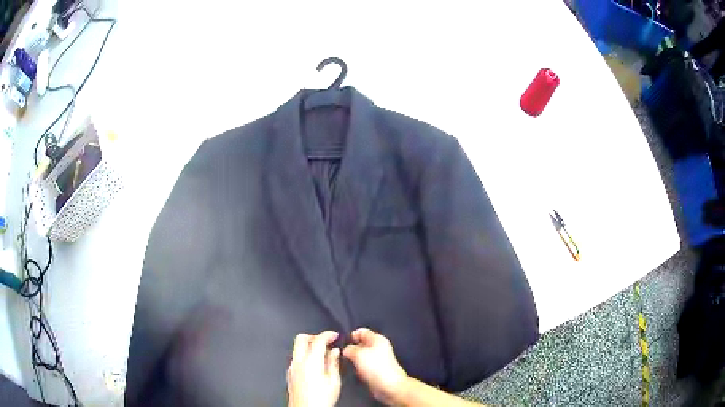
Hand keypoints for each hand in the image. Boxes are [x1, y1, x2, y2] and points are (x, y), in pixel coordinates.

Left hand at [287, 331, 340, 406]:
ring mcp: (291, 367)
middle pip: (301, 338)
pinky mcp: (289, 374)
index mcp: (311, 361)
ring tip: (323, 354)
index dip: (328, 334)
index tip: (335, 335)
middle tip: (326, 341)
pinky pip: (296, 358)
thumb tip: (334, 352)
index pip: (318, 340)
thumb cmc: (321, 399)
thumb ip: (333, 363)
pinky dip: (305, 355)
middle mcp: (298, 361)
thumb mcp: (334, 381)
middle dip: (314, 336)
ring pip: (297, 348)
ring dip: (309, 346)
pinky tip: (315, 364)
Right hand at [343, 328, 407, 404]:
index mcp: (377, 339)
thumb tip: (346, 349)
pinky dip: (357, 368)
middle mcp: (378, 348)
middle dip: (350, 348)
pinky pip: (363, 366)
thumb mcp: (359, 354)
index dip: (350, 335)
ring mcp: (377, 360)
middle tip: (339, 354)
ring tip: (344, 363)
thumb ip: (350, 349)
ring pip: (361, 356)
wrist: (389, 386)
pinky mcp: (376, 370)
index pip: (361, 331)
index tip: (340, 343)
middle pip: (360, 344)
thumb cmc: (375, 367)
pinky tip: (352, 372)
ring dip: (353, 359)